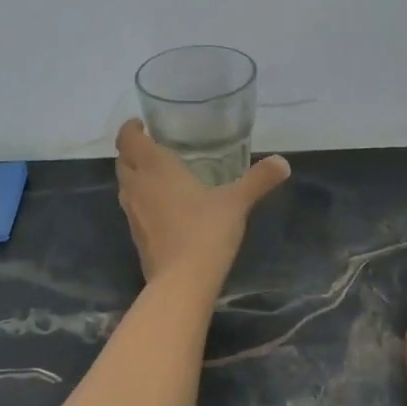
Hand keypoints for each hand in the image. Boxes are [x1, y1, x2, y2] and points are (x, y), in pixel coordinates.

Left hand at [115, 120, 289, 287]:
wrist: (182, 281)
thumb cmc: (206, 231)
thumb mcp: (237, 202)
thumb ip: (258, 180)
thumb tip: (284, 162)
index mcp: (155, 168)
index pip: (128, 139)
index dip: (131, 128)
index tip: (142, 124)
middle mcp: (137, 186)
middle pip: (122, 160)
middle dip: (133, 151)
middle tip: (154, 147)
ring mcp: (132, 213)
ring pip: (125, 185)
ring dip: (136, 176)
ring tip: (160, 174)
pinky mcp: (136, 236)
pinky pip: (133, 208)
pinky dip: (143, 200)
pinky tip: (165, 207)